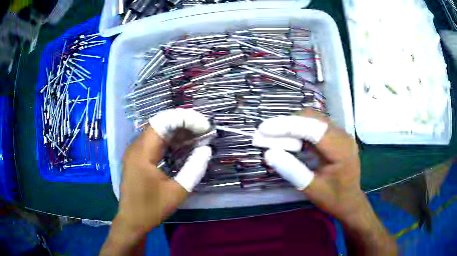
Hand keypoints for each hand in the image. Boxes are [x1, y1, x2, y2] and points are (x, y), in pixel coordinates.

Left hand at [101, 109, 211, 254]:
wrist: (132, 220)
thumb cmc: (152, 209)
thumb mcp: (177, 192)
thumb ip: (194, 169)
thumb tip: (206, 150)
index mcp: (142, 153)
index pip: (163, 122)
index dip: (185, 119)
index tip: (204, 127)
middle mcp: (136, 146)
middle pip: (160, 123)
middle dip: (183, 123)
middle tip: (203, 130)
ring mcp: (135, 151)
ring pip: (157, 131)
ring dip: (177, 131)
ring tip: (197, 136)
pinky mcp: (136, 157)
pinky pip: (154, 141)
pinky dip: (169, 140)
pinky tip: (183, 145)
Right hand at [259, 109, 361, 218]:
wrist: (350, 201)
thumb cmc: (333, 198)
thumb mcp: (311, 189)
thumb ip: (292, 171)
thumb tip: (269, 154)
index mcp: (341, 150)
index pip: (313, 129)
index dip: (287, 126)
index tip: (263, 129)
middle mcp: (343, 135)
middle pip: (312, 118)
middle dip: (286, 124)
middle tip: (265, 135)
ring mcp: (340, 133)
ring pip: (312, 119)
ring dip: (291, 125)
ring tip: (273, 137)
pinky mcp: (336, 135)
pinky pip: (315, 125)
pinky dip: (298, 130)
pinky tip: (288, 140)